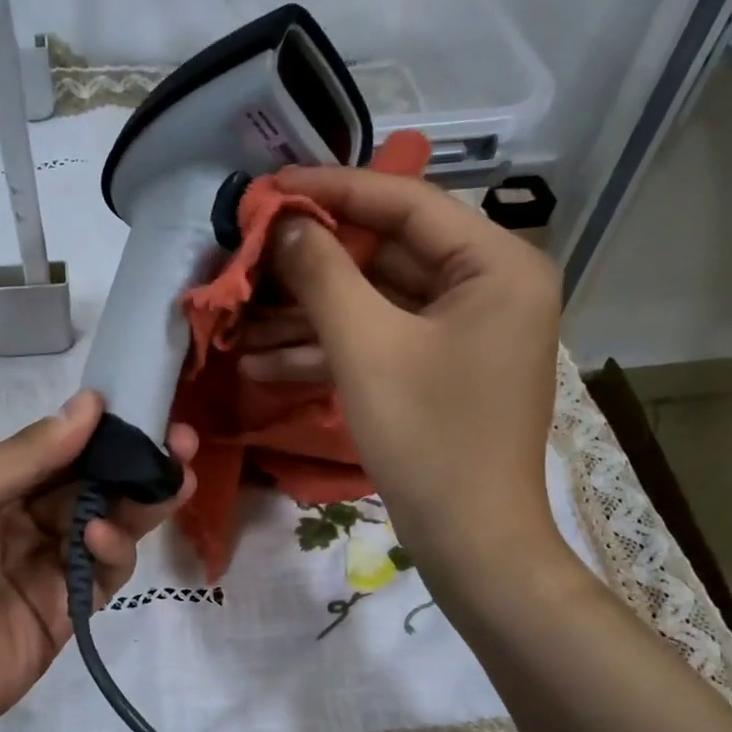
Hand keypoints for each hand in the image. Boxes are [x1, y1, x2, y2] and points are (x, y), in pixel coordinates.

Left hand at [0, 391, 196, 731]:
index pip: (63, 448)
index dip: (105, 429)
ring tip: (171, 482)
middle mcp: (28, 521)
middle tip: (183, 444)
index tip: (147, 408)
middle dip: (138, 464)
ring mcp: (51, 568)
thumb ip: (29, 455)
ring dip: (139, 503)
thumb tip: (91, 402)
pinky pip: (105, 573)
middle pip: (96, 486)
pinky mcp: (69, 612)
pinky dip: (114, 551)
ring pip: (111, 526)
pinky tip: (102, 537)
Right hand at [257, 168, 562, 584]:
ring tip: (236, 325)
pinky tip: (261, 364)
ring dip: (304, 318)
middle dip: (307, 267)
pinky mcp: (438, 370)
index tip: (267, 187)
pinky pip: (378, 342)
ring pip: (372, 304)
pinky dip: (326, 351)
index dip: (330, 190)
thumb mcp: (366, 347)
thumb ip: (321, 273)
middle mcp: (487, 286)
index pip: (404, 203)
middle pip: (382, 255)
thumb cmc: (429, 438)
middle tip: (244, 258)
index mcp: (495, 264)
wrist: (471, 543)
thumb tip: (282, 221)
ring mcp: (462, 332)